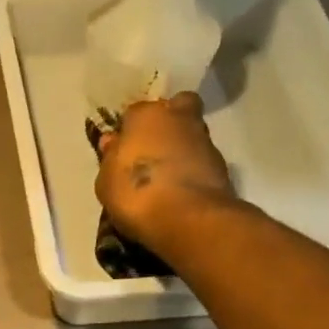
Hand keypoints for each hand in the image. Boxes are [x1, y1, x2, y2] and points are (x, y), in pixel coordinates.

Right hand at [94, 92, 239, 256]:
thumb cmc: (135, 194)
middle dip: (166, 124)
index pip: (134, 113)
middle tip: (152, 151)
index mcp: (146, 115)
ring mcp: (204, 140)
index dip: (129, 131)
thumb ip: (110, 158)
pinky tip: (180, 191)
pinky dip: (193, 170)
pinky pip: (201, 161)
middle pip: (175, 110)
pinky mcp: (222, 165)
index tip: (123, 151)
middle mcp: (178, 118)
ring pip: (191, 135)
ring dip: (181, 149)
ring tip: (166, 178)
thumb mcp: (106, 181)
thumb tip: (113, 142)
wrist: (188, 219)